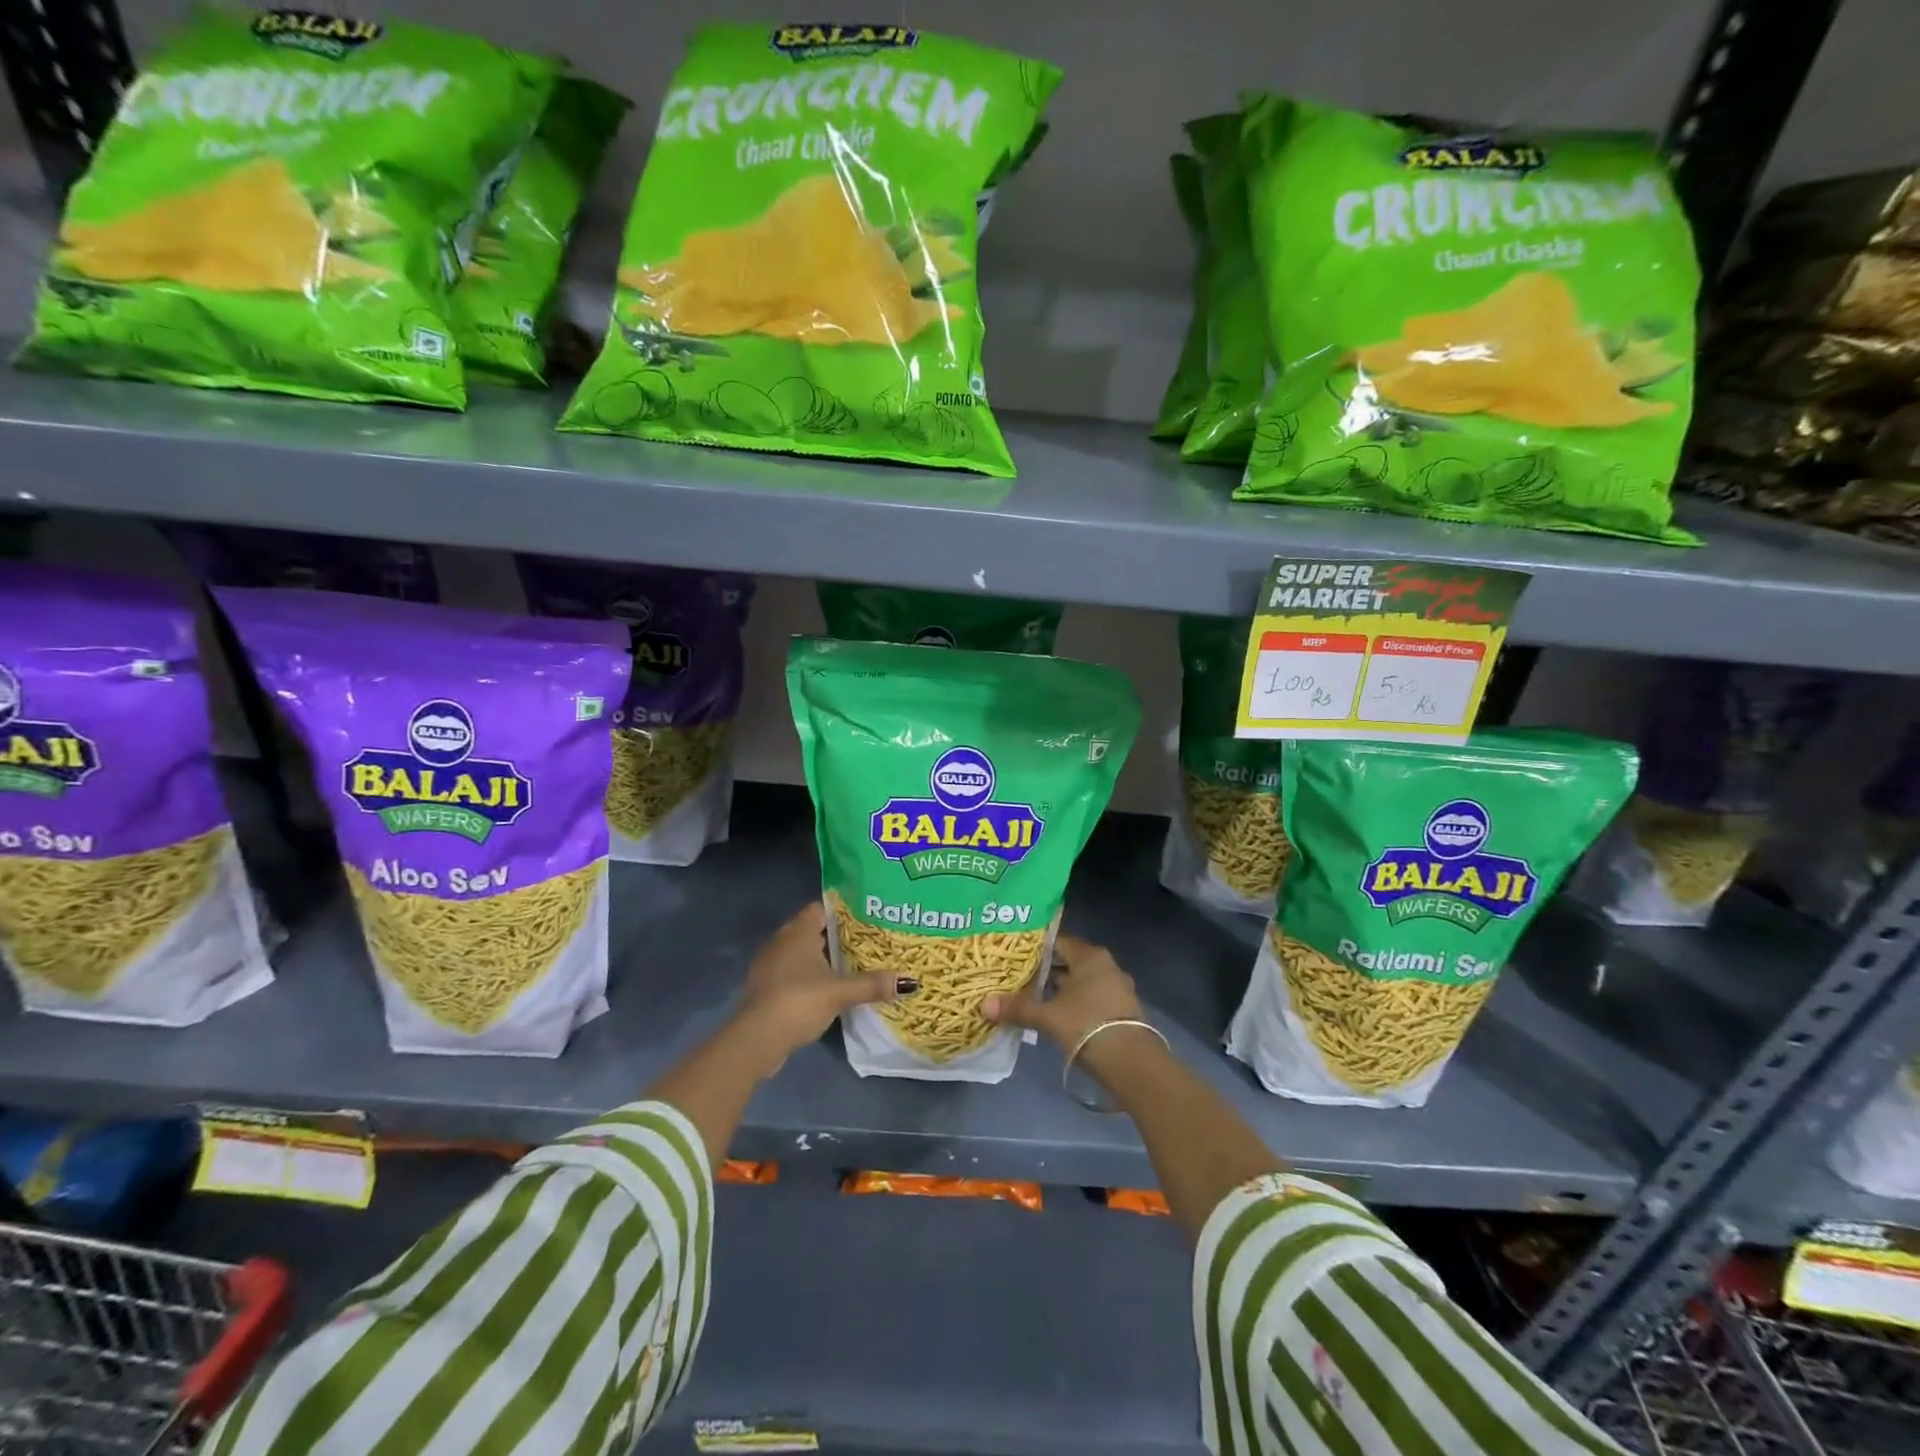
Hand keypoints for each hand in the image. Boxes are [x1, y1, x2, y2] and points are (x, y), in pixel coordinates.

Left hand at [731, 902, 910, 1074]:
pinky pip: (794, 973)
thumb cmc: (797, 1001)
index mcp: (798, 932)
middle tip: (867, 940)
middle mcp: (782, 942)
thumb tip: (910, 981)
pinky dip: (810, 976)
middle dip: (837, 935)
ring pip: (802, 953)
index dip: (843, 910)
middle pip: (813, 930)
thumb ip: (872, 985)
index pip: (821, 908)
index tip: (867, 915)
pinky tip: (829, 988)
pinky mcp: (767, 988)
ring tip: (853, 963)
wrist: (755, 1039)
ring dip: (822, 958)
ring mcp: (771, 965)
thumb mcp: (839, 992)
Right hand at [981, 934, 1146, 1061]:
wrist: (1131, 1062)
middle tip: (1019, 978)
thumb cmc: (1087, 1024)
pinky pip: (1092, 999)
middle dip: (1046, 971)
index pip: (1059, 942)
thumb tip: (984, 1004)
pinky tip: (1059, 1018)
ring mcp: (1117, 988)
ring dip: (1061, 990)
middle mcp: (1106, 966)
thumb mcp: (1048, 1016)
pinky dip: (1076, 1005)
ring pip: (1082, 983)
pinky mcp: (1122, 1011)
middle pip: (1070, 962)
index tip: (1015, 957)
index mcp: (1090, 956)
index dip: (1036, 949)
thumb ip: (1018, 1008)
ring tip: (1034, 999)